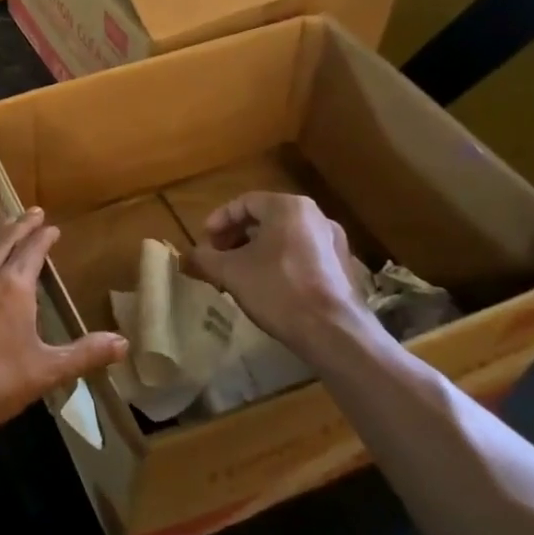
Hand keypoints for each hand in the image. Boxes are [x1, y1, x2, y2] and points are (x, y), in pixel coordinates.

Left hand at [0, 208, 127, 439]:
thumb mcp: (45, 372)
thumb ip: (84, 354)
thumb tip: (123, 342)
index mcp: (12, 287)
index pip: (32, 250)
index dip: (43, 236)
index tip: (50, 225)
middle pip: (3, 242)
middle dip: (19, 226)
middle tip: (31, 212)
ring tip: (6, 240)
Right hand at [186, 193, 383, 356]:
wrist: (333, 331)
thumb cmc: (277, 289)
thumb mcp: (231, 272)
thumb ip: (206, 258)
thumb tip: (190, 255)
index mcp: (288, 207)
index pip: (244, 202)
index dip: (219, 220)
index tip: (205, 240)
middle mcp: (315, 216)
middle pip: (266, 218)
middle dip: (237, 236)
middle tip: (219, 255)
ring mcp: (333, 242)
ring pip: (285, 237)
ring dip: (258, 250)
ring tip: (240, 272)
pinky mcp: (342, 267)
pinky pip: (303, 255)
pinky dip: (280, 262)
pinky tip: (268, 286)